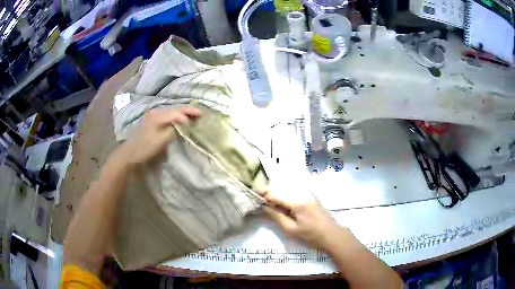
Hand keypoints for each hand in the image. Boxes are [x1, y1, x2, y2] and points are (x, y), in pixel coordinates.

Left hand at [117, 106, 200, 165]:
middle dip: (188, 111)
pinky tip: (180, 121)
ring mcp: (153, 116)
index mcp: (159, 115)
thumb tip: (187, 123)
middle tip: (201, 114)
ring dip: (183, 114)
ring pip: (172, 112)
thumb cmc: (145, 148)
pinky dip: (176, 118)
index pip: (179, 112)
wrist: (129, 154)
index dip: (190, 114)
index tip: (201, 119)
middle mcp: (156, 112)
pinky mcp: (152, 122)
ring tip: (193, 117)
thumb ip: (175, 130)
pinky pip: (167, 116)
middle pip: (176, 109)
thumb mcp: (162, 140)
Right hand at [259, 190, 348, 251]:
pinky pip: (294, 194)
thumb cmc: (312, 235)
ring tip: (269, 206)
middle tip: (260, 203)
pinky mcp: (311, 197)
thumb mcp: (291, 229)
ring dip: (277, 197)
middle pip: (281, 190)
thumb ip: (276, 216)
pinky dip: (286, 199)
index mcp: (297, 201)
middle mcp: (302, 193)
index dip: (264, 194)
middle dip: (269, 195)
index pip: (276, 194)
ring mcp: (308, 194)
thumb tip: (264, 206)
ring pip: (287, 191)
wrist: (333, 235)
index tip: (254, 197)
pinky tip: (282, 207)